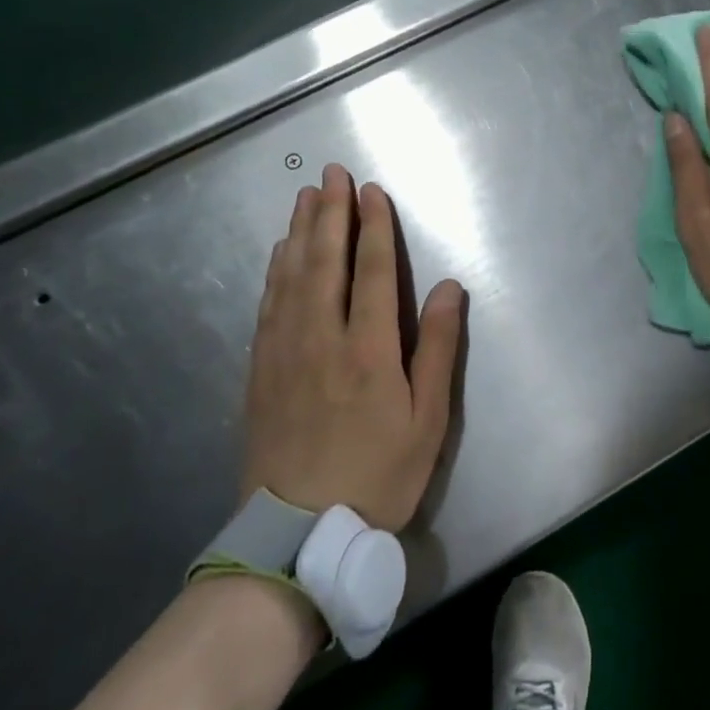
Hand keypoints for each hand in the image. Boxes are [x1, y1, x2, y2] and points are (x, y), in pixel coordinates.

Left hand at [242, 163, 464, 531]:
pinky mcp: (260, 371)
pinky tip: (280, 253)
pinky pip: (267, 306)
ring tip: (305, 197)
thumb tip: (450, 288)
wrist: (298, 535)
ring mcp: (284, 352)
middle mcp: (323, 338)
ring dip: (300, 232)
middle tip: (331, 173)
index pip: (374, 271)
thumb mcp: (428, 421)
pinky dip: (275, 271)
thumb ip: (439, 349)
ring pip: (292, 277)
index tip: (370, 191)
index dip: (374, 227)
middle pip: (326, 262)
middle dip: (331, 213)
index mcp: (369, 349)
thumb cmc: (378, 476)